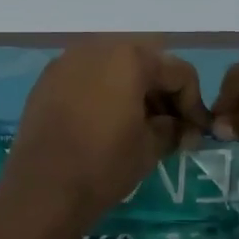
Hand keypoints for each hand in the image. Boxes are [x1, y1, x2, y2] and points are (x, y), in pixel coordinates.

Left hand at [0, 40, 209, 237]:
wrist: (42, 190)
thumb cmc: (103, 165)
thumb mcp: (150, 147)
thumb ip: (172, 127)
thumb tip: (175, 124)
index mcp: (129, 57)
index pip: (177, 72)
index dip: (194, 104)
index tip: (197, 134)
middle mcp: (96, 48)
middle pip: (144, 63)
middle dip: (162, 92)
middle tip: (170, 127)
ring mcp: (66, 62)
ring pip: (113, 68)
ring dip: (133, 91)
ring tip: (140, 127)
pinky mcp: (46, 81)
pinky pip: (86, 79)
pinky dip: (103, 94)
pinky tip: (107, 124)